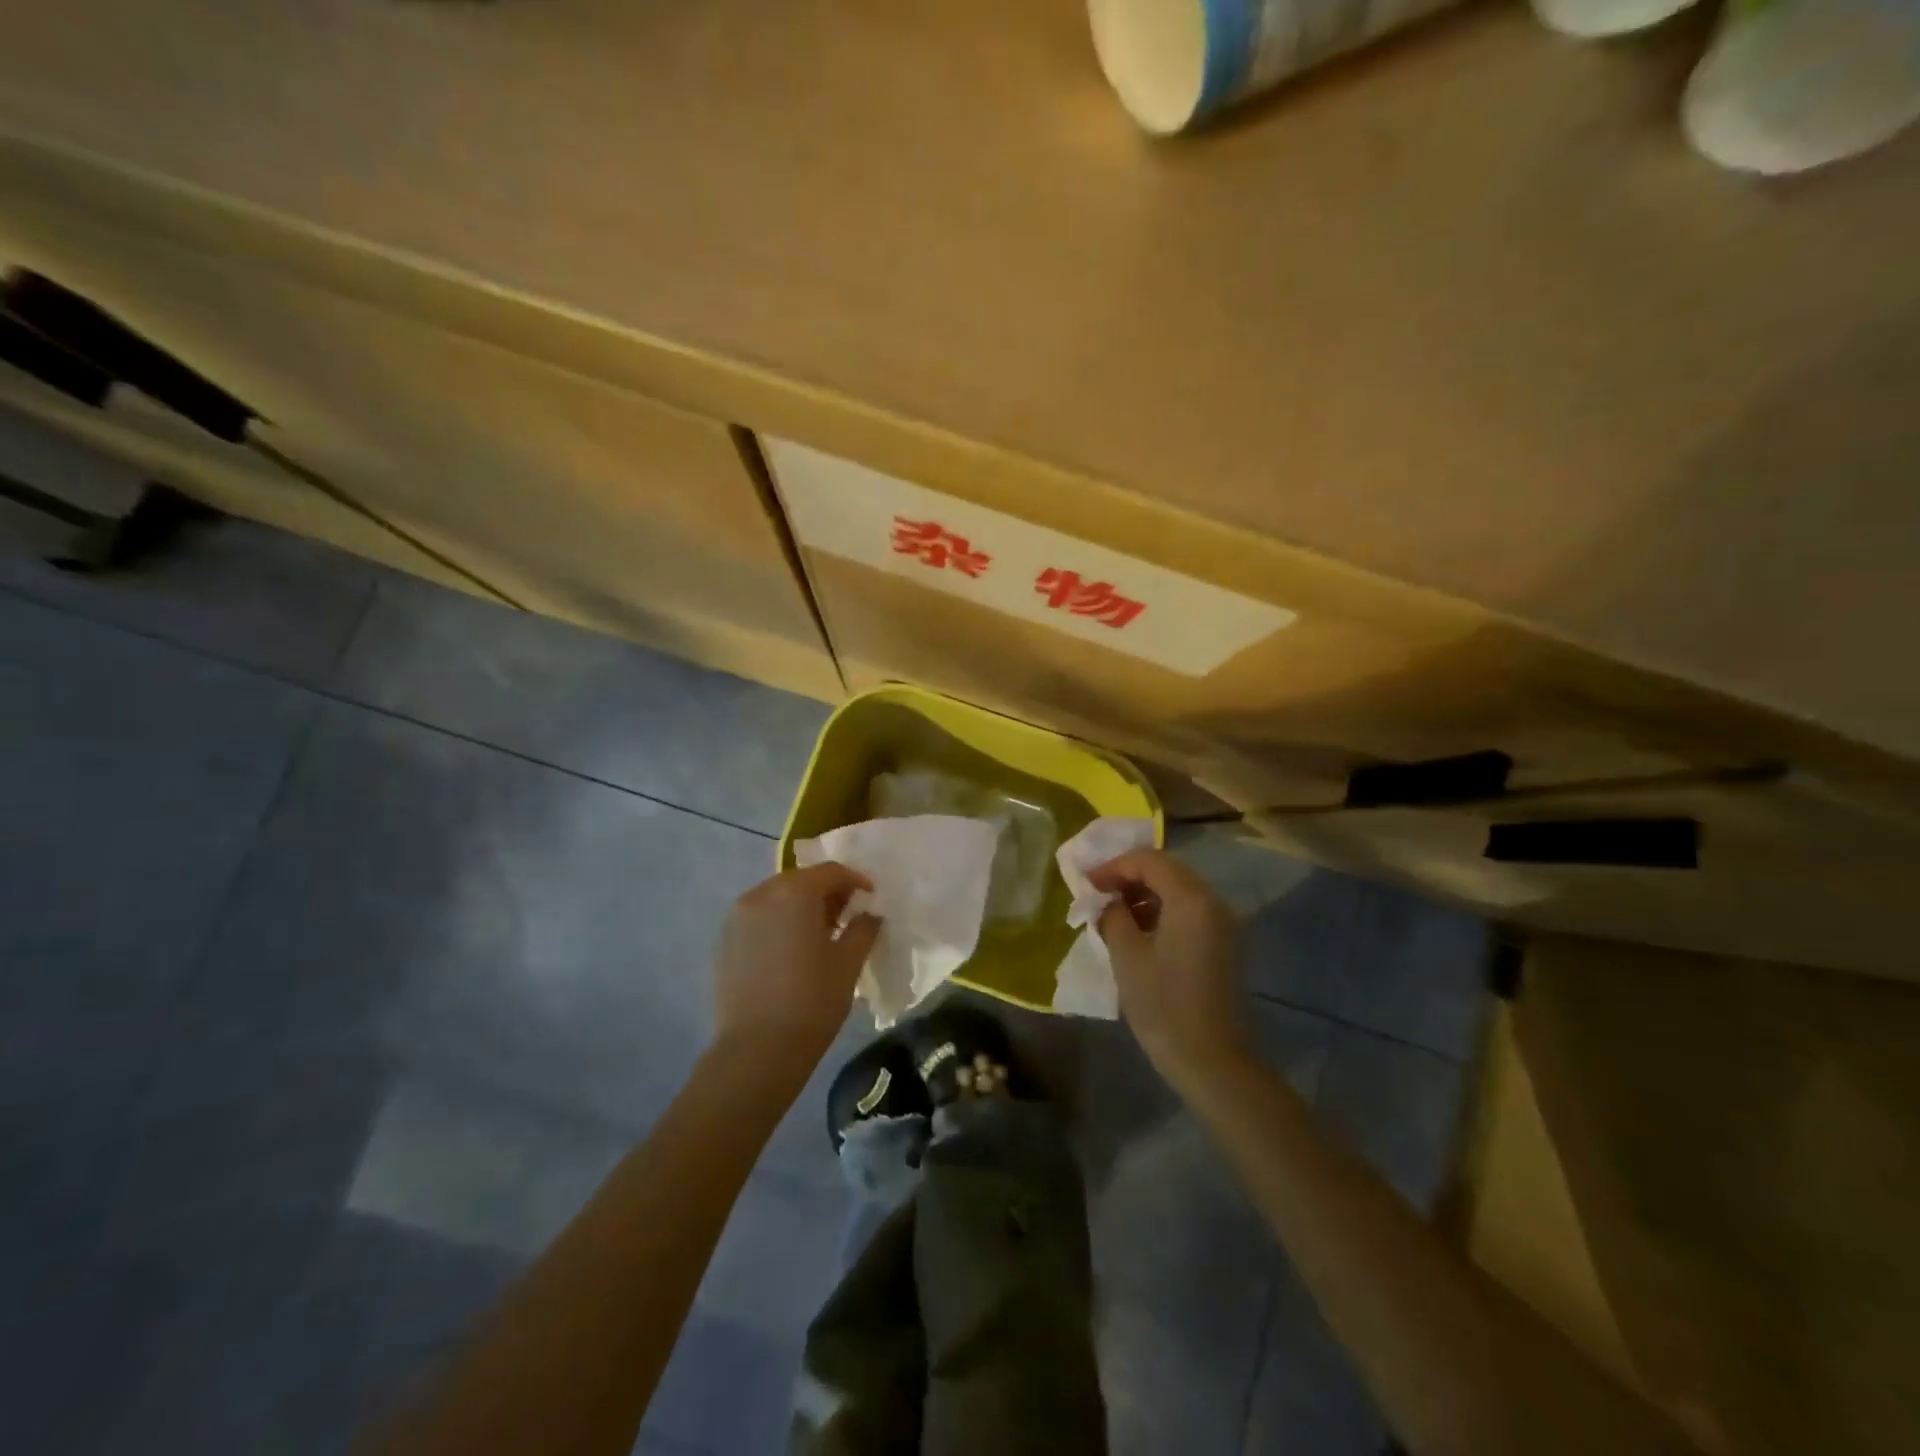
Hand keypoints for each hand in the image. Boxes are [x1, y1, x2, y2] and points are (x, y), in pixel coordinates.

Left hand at [712, 863, 882, 1073]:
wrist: (757, 1051)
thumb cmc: (812, 1001)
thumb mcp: (849, 962)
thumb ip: (863, 928)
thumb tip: (869, 914)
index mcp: (794, 892)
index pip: (831, 872)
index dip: (855, 880)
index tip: (870, 897)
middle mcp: (761, 894)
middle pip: (801, 881)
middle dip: (827, 893)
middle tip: (847, 916)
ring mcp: (737, 918)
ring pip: (777, 898)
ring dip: (800, 907)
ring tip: (819, 936)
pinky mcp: (724, 941)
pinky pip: (758, 919)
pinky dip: (778, 923)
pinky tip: (790, 952)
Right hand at [1090, 849, 1248, 1093]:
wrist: (1213, 1062)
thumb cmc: (1164, 1006)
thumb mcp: (1126, 956)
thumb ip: (1113, 916)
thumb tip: (1107, 903)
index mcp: (1191, 899)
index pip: (1148, 860)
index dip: (1113, 866)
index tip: (1086, 884)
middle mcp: (1213, 902)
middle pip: (1166, 870)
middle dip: (1128, 877)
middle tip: (1096, 895)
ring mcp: (1223, 923)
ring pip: (1178, 890)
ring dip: (1144, 894)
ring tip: (1113, 916)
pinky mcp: (1224, 943)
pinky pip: (1188, 911)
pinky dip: (1161, 912)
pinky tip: (1138, 933)